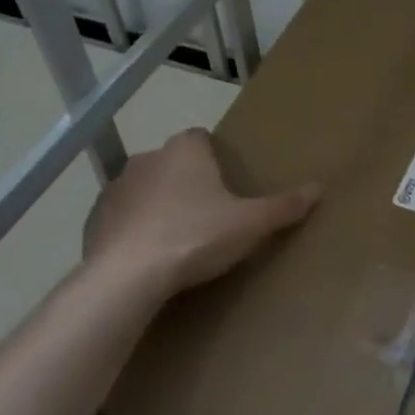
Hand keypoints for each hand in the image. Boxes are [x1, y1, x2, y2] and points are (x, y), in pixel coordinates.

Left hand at [82, 128, 319, 298]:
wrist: (128, 276)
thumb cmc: (195, 237)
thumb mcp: (250, 224)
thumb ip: (284, 206)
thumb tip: (318, 189)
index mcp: (185, 150)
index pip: (200, 138)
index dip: (213, 157)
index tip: (225, 183)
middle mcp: (147, 158)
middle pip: (172, 162)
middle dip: (186, 181)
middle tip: (207, 214)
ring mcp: (116, 188)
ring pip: (144, 188)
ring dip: (157, 204)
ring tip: (177, 238)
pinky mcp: (96, 219)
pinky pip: (121, 217)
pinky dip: (133, 229)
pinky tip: (147, 256)